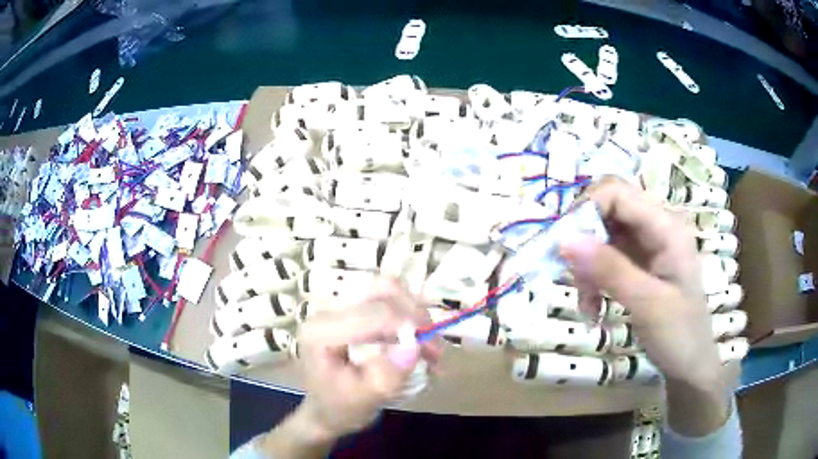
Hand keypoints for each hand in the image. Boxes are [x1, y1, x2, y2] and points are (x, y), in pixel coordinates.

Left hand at [295, 277, 441, 439]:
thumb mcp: (366, 399)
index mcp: (323, 332)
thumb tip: (416, 344)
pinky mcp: (353, 311)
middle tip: (434, 349)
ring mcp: (341, 307)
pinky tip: (421, 345)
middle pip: (383, 290)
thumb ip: (389, 375)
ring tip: (430, 349)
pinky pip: (389, 302)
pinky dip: (411, 319)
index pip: (373, 313)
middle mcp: (329, 310)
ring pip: (390, 291)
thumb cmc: (341, 407)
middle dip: (416, 316)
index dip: (409, 326)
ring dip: (417, 316)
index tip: (432, 353)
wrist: (325, 410)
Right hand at [560, 176, 728, 435]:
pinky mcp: (639, 264)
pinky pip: (606, 259)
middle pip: (607, 211)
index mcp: (666, 227)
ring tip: (586, 305)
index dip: (586, 209)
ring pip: (603, 236)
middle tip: (572, 276)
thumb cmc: (679, 335)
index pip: (617, 193)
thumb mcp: (646, 303)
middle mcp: (656, 227)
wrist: (691, 365)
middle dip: (584, 241)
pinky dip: (593, 280)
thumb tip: (564, 238)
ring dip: (587, 267)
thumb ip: (609, 269)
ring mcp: (647, 246)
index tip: (563, 246)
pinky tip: (593, 308)